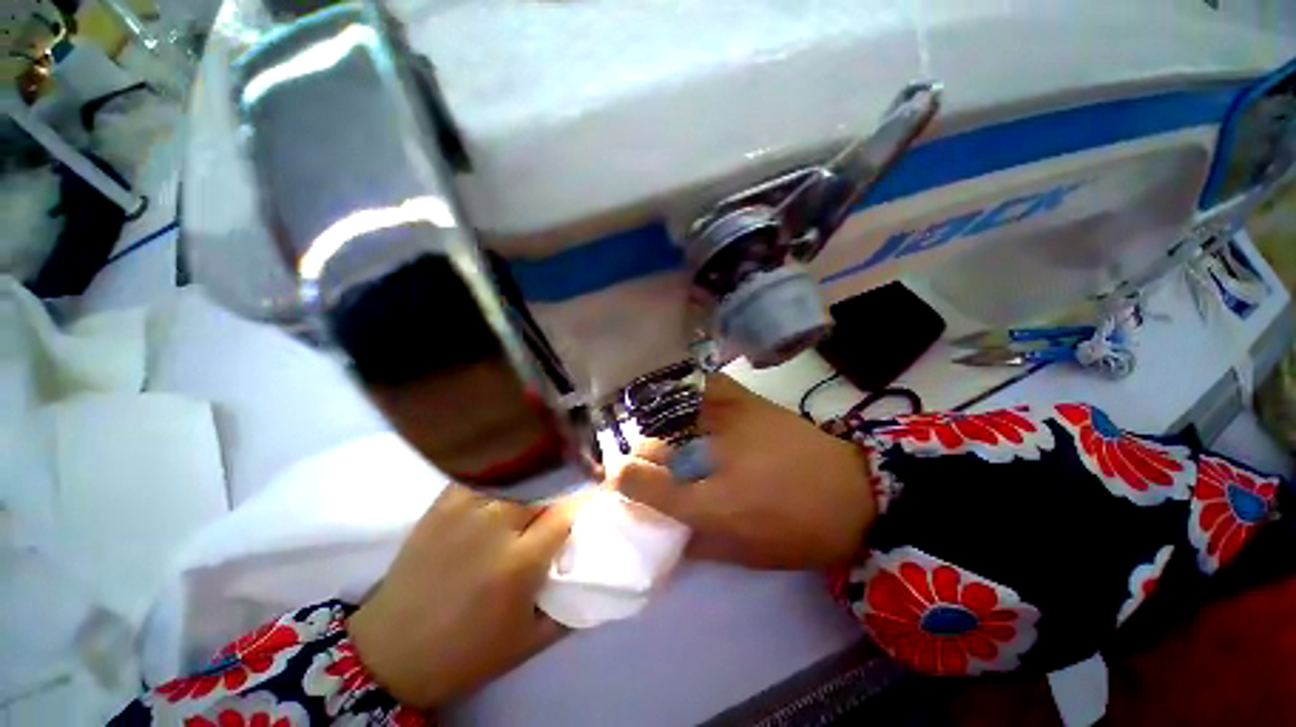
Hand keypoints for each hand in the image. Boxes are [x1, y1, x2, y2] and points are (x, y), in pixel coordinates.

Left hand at [347, 486, 578, 708]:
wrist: (390, 651)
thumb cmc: (467, 652)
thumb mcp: (531, 641)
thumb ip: (574, 605)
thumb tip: (603, 571)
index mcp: (519, 563)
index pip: (568, 511)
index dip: (588, 500)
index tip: (599, 496)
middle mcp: (494, 526)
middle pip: (546, 483)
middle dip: (566, 482)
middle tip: (575, 486)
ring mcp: (465, 508)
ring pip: (519, 472)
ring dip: (540, 473)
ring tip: (549, 478)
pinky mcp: (443, 501)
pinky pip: (487, 472)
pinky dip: (508, 471)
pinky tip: (515, 478)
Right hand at [613, 374, 876, 569]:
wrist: (853, 491)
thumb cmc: (799, 532)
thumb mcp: (745, 555)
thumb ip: (696, 543)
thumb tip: (661, 528)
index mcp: (713, 504)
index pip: (646, 485)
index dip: (623, 480)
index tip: (616, 477)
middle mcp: (713, 457)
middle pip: (652, 445)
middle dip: (638, 454)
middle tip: (639, 458)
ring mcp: (729, 420)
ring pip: (671, 412)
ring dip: (655, 423)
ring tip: (654, 428)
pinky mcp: (747, 400)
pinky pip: (704, 385)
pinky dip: (687, 390)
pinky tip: (683, 398)